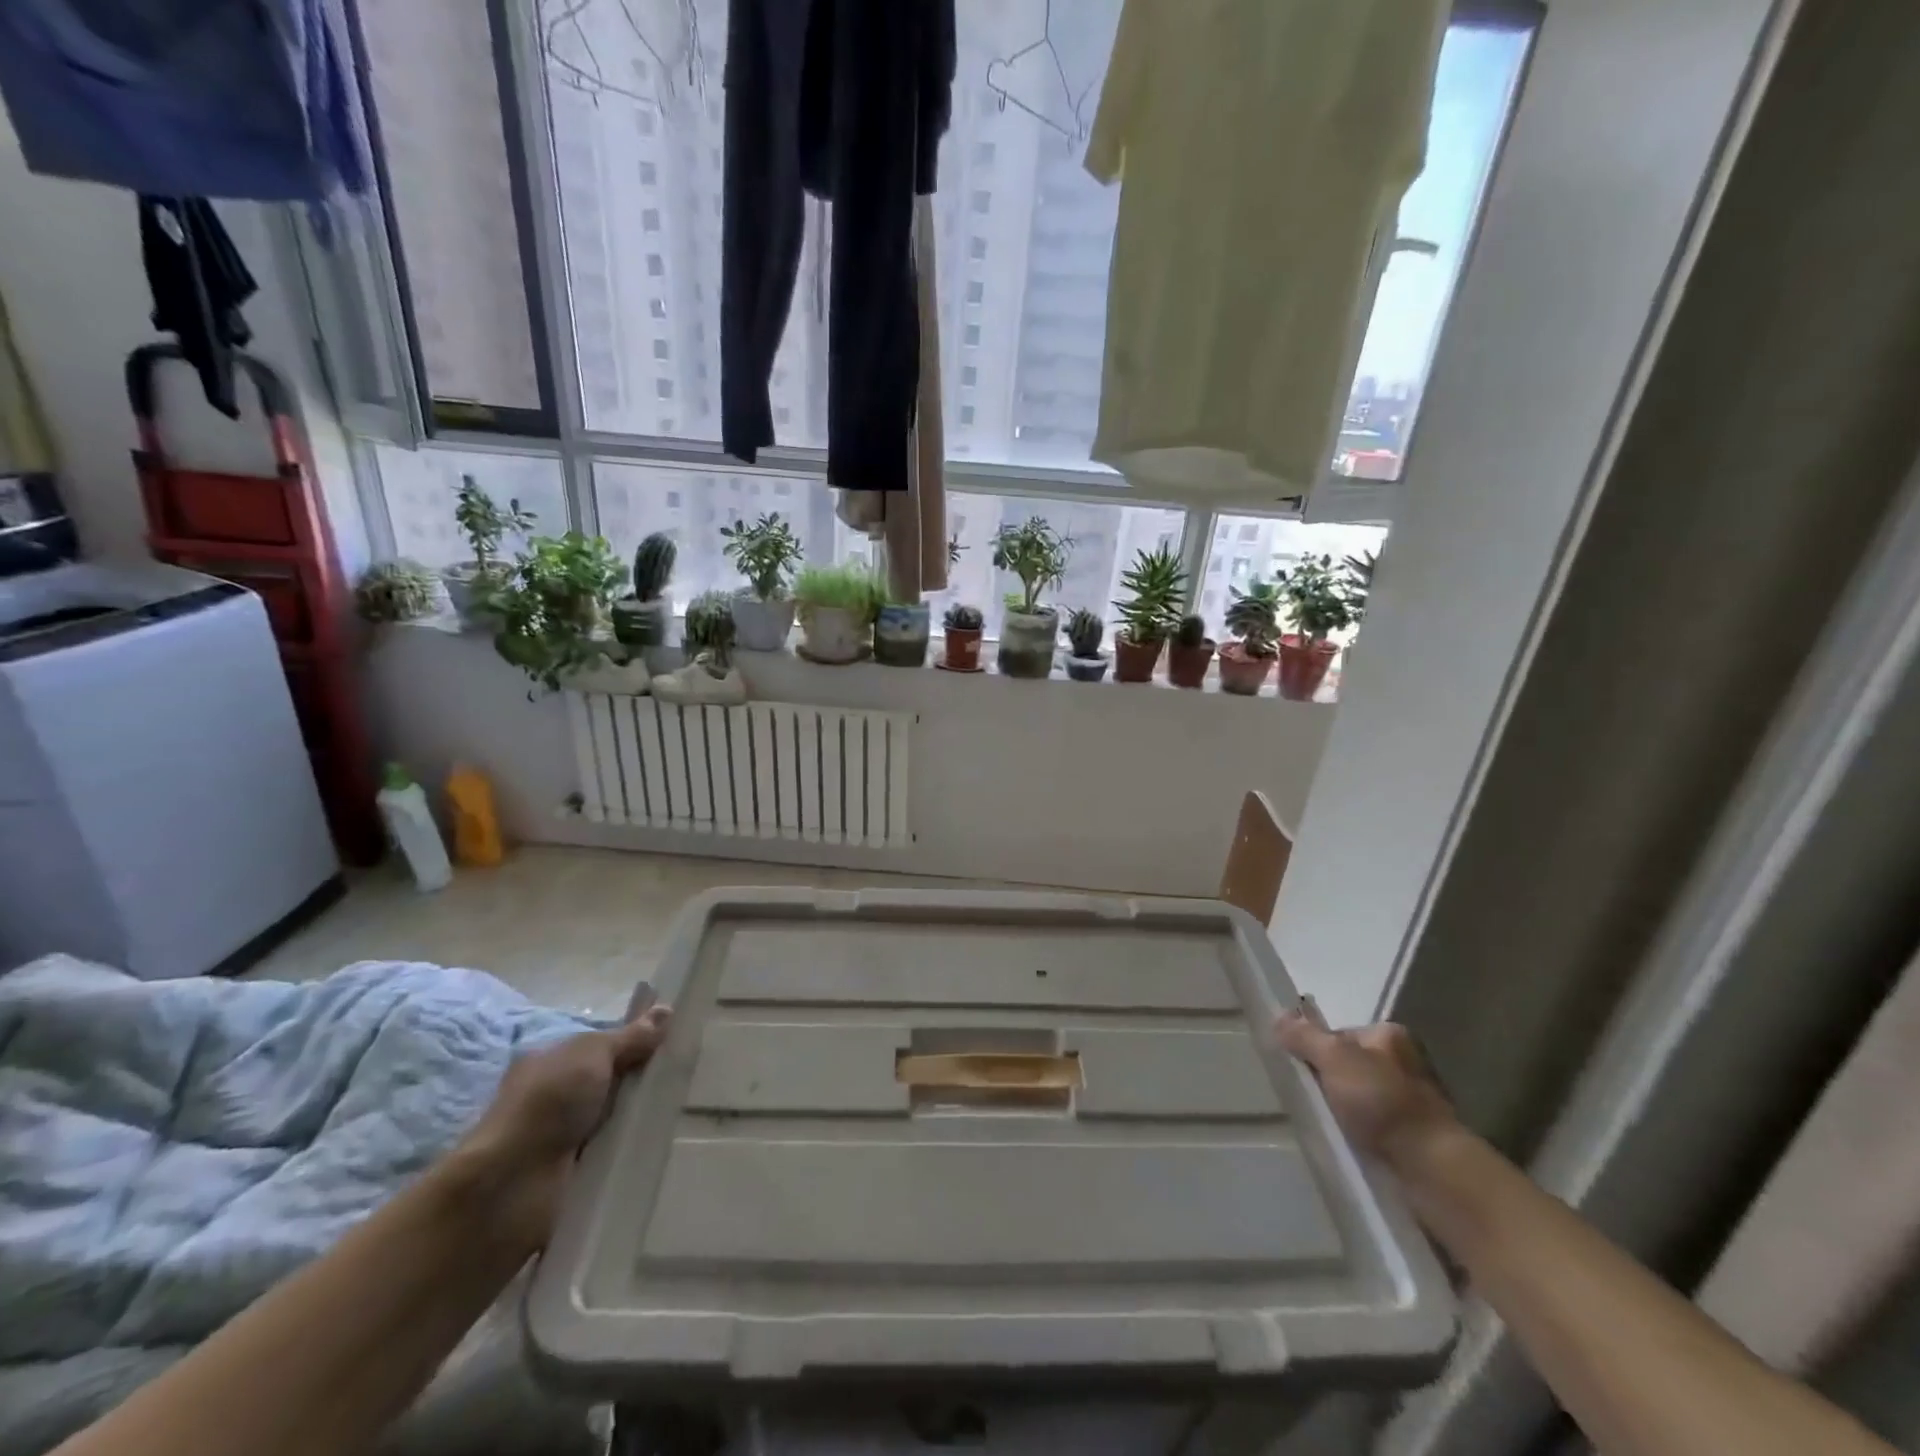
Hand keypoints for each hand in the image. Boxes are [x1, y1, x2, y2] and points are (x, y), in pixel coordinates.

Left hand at [457, 1007, 669, 1249]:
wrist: (510, 1188)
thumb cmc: (547, 1105)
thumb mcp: (592, 1055)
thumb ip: (630, 1038)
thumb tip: (666, 1009)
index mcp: (550, 1063)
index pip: (601, 1048)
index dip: (635, 1044)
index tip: (674, 1044)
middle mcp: (554, 1099)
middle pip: (612, 1084)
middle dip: (644, 1084)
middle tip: (689, 1078)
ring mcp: (563, 1140)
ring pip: (617, 1121)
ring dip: (642, 1121)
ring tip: (689, 1113)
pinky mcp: (575, 1176)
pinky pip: (616, 1157)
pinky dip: (635, 1153)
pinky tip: (666, 1146)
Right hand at [1276, 1007, 1456, 1170]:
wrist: (1432, 1170)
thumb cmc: (1383, 1103)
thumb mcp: (1334, 1059)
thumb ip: (1305, 1036)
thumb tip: (1278, 1016)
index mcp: (1390, 1036)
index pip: (1338, 1034)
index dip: (1314, 1049)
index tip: (1299, 1070)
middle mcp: (1404, 1064)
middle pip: (1348, 1066)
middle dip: (1327, 1081)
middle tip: (1306, 1099)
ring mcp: (1411, 1104)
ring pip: (1359, 1099)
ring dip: (1341, 1111)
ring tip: (1321, 1125)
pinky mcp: (1412, 1139)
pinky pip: (1371, 1129)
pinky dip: (1356, 1135)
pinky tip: (1343, 1143)